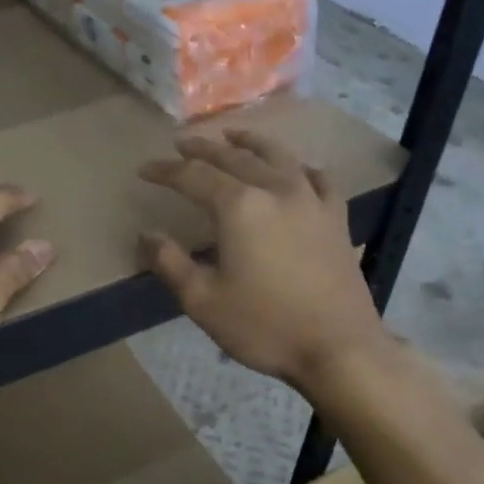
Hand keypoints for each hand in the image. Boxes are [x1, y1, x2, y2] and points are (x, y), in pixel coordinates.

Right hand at [140, 131, 387, 389]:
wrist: (338, 347)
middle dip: (203, 149)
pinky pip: (318, 178)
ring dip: (250, 143)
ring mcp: (311, 200)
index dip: (166, 171)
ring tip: (233, 136)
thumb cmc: (264, 326)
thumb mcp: (203, 301)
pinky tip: (296, 170)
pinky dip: (300, 167)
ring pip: (277, 156)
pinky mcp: (335, 218)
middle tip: (181, 144)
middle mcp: (275, 190)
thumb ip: (170, 263)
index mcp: (239, 207)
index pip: (193, 176)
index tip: (145, 170)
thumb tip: (147, 236)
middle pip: (233, 157)